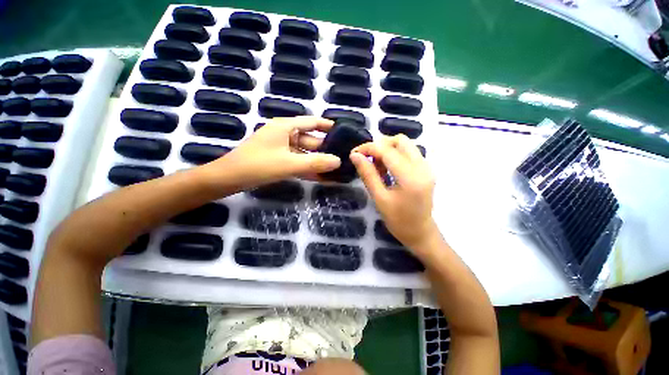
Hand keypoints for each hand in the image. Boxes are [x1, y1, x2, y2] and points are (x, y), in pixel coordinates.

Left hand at [204, 116, 340, 188]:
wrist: (229, 179)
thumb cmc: (258, 165)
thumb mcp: (289, 164)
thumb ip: (315, 163)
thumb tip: (338, 161)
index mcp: (286, 127)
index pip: (312, 122)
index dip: (328, 126)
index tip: (343, 132)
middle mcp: (285, 134)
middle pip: (311, 140)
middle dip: (326, 149)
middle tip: (344, 157)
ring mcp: (282, 148)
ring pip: (306, 153)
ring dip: (318, 161)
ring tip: (336, 169)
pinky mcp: (280, 160)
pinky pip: (299, 162)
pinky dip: (309, 169)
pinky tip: (322, 177)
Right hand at [350, 135, 436, 249]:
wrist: (421, 233)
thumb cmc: (398, 221)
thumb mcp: (379, 198)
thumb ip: (368, 174)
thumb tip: (355, 156)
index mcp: (410, 177)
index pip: (387, 150)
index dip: (368, 148)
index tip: (354, 153)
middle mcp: (422, 167)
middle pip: (400, 140)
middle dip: (380, 145)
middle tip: (366, 158)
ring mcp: (427, 167)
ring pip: (405, 145)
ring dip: (387, 150)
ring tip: (376, 166)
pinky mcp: (426, 170)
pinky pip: (409, 153)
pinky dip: (395, 155)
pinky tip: (387, 169)